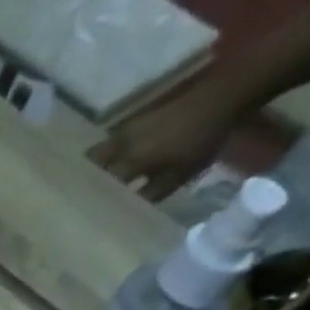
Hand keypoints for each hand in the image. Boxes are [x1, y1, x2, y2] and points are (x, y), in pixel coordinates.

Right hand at [88, 77, 246, 201]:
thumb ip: (148, 195)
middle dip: (87, 178)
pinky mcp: (138, 119)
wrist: (221, 97)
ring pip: (101, 150)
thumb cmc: (200, 141)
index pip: (100, 185)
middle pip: (92, 163)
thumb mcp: (176, 177)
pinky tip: (119, 162)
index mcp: (129, 159)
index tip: (89, 211)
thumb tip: (126, 210)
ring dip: (97, 165)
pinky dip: (111, 153)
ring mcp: (129, 128)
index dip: (94, 199)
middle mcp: (122, 143)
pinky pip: (114, 141)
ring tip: (99, 180)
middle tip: (88, 194)